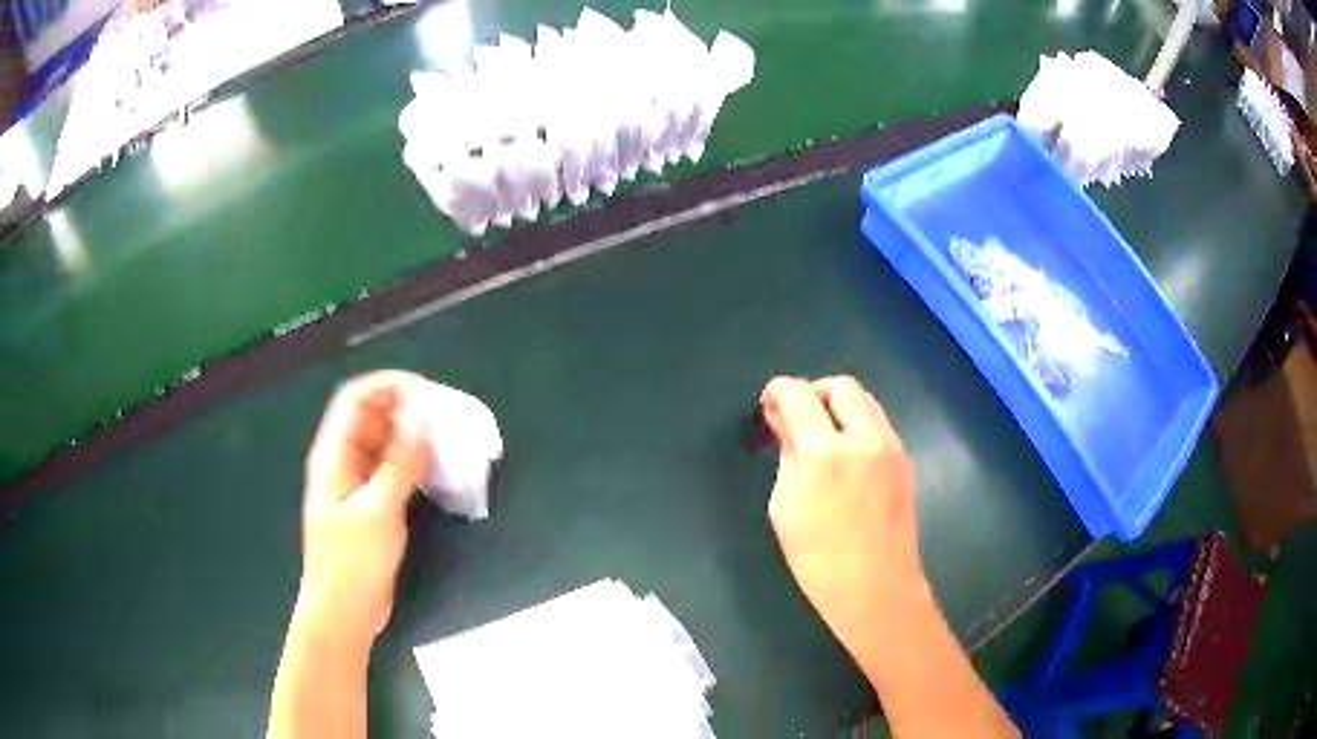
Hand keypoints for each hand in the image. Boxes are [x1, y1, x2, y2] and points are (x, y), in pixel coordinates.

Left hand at [298, 371, 433, 644]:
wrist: (343, 612)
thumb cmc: (352, 562)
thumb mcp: (378, 510)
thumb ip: (401, 463)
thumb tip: (425, 421)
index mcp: (334, 455)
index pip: (357, 399)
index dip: (388, 386)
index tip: (426, 391)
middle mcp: (344, 462)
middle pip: (372, 418)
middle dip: (406, 409)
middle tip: (445, 414)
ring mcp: (357, 485)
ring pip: (385, 444)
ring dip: (412, 437)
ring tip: (447, 438)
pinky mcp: (372, 506)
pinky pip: (393, 471)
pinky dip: (413, 463)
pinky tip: (437, 469)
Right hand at [761, 375, 921, 670]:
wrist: (877, 589)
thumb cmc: (819, 559)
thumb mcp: (785, 508)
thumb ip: (787, 454)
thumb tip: (783, 419)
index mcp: (826, 452)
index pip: (800, 395)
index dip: (779, 391)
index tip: (768, 403)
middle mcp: (866, 439)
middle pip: (841, 386)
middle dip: (814, 392)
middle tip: (796, 419)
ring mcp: (892, 448)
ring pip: (865, 402)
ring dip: (839, 407)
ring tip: (821, 438)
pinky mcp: (905, 462)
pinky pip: (878, 425)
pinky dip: (858, 426)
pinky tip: (846, 458)